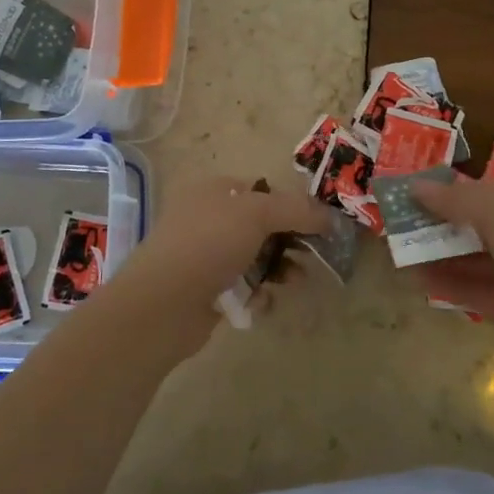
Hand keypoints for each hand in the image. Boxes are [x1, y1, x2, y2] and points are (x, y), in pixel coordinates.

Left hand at [105, 175, 329, 320]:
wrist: (164, 303)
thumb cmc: (209, 243)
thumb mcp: (257, 213)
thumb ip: (296, 210)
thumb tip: (329, 216)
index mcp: (212, 191)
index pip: (259, 190)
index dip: (289, 203)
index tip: (316, 222)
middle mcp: (207, 219)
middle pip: (260, 225)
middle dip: (289, 240)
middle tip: (313, 254)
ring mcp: (204, 256)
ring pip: (254, 258)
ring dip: (278, 268)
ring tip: (295, 281)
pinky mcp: (206, 291)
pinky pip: (242, 288)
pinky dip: (257, 294)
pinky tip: (263, 302)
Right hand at [409, 178, 493, 371]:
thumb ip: (454, 199)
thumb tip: (415, 185)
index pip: (481, 190)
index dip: (445, 192)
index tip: (408, 196)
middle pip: (475, 226)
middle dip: (437, 226)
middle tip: (396, 230)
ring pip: (474, 260)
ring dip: (439, 257)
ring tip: (399, 257)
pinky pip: (479, 292)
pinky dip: (451, 286)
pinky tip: (419, 282)